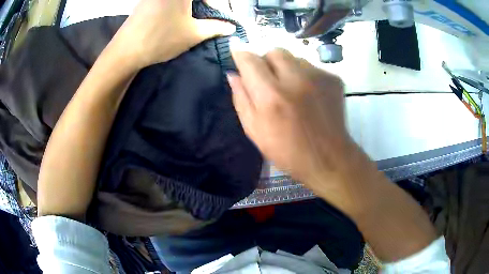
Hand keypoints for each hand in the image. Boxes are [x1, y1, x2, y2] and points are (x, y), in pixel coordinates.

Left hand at [114, 0, 235, 68]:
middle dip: (206, 4)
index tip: (221, 16)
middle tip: (209, 16)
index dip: (218, 5)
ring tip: (195, 17)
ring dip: (192, 5)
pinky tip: (178, 15)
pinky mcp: (147, 0)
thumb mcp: (193, 33)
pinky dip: (179, 5)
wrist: (125, 50)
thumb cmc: (161, 39)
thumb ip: (216, 27)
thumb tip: (231, 27)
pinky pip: (169, 1)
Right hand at [228, 49, 362, 191]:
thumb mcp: (255, 130)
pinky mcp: (333, 79)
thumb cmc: (287, 150)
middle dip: (266, 60)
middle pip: (274, 51)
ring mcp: (318, 77)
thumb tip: (233, 74)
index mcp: (271, 95)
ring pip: (294, 57)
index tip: (237, 51)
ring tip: (292, 90)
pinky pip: (312, 67)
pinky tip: (309, 95)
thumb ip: (241, 99)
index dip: (240, 53)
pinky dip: (305, 76)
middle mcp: (295, 79)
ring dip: (287, 68)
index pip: (250, 60)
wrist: (328, 158)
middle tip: (269, 79)